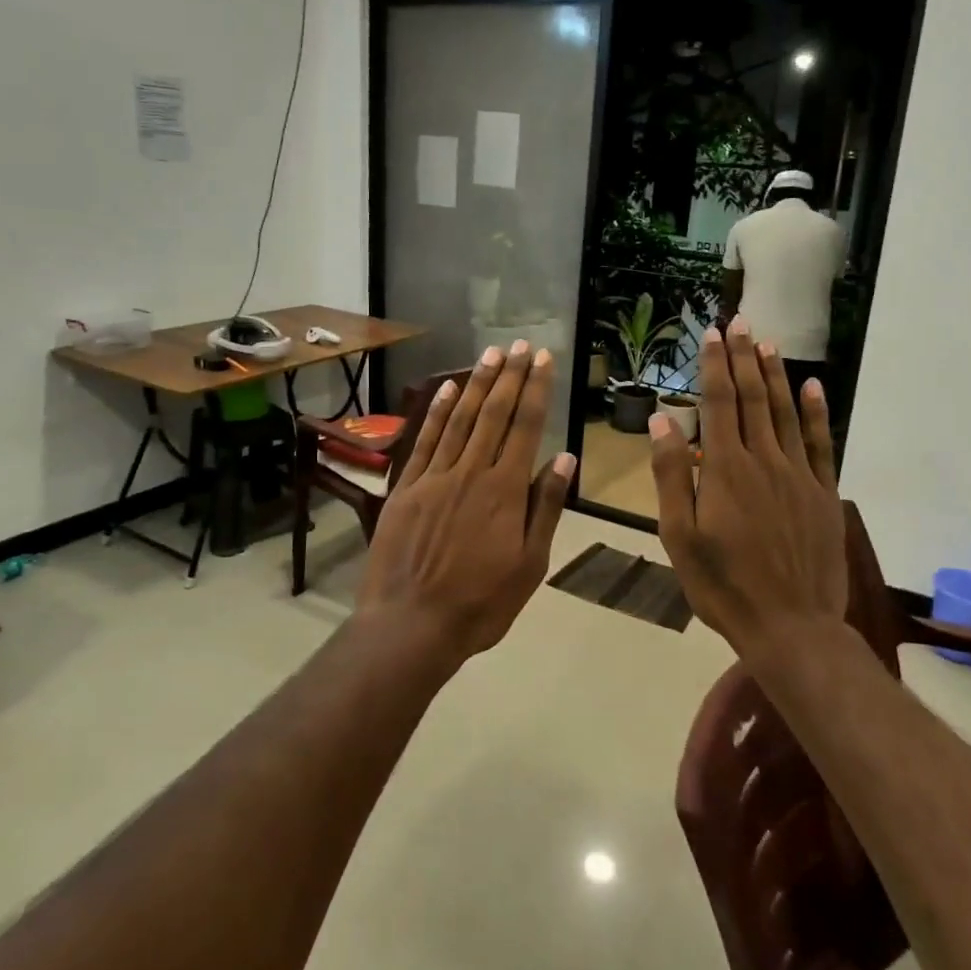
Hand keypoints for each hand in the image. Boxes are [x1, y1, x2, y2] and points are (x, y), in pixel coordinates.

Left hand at [358, 340, 575, 662]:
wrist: (411, 624)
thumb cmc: (480, 603)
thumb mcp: (530, 564)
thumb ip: (544, 508)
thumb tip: (564, 459)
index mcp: (505, 490)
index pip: (525, 427)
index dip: (535, 390)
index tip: (543, 359)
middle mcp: (471, 472)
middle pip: (494, 414)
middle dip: (509, 376)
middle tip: (520, 345)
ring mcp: (434, 477)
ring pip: (460, 419)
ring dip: (477, 384)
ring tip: (492, 355)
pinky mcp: (406, 487)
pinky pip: (425, 439)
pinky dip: (438, 411)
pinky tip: (448, 388)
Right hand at [648, 319, 845, 658]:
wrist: (791, 626)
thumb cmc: (723, 585)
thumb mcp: (679, 536)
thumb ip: (671, 476)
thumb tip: (662, 421)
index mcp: (725, 470)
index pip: (719, 403)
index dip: (714, 366)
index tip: (711, 334)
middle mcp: (764, 461)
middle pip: (753, 398)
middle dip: (744, 358)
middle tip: (739, 322)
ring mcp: (799, 475)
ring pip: (786, 413)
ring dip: (775, 375)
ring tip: (767, 343)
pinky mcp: (823, 493)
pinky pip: (821, 443)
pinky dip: (816, 412)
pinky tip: (812, 387)